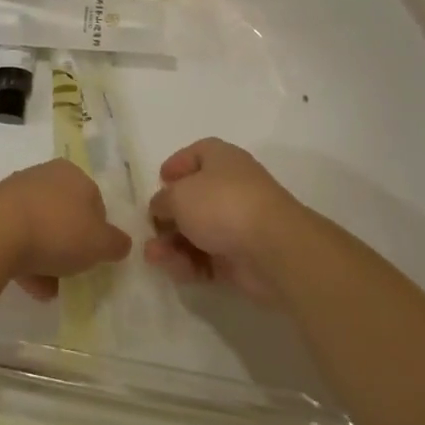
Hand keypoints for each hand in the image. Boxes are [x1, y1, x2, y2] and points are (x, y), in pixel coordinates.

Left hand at [0, 160, 130, 300]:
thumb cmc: (57, 230)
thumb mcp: (100, 243)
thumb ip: (115, 243)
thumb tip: (120, 243)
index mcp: (73, 174)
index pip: (95, 201)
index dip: (98, 231)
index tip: (94, 256)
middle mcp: (44, 175)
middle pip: (65, 215)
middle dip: (70, 246)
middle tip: (72, 273)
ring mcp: (14, 192)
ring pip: (39, 228)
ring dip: (46, 258)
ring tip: (48, 289)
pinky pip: (16, 238)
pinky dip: (24, 260)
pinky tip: (28, 285)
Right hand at [146, 138, 308, 303]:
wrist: (273, 249)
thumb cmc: (222, 205)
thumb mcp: (178, 195)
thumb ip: (162, 200)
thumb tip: (161, 207)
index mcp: (221, 159)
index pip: (198, 154)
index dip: (177, 165)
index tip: (160, 180)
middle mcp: (231, 187)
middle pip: (194, 198)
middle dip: (168, 216)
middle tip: (151, 228)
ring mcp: (238, 223)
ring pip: (198, 232)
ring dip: (173, 244)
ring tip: (154, 256)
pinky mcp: (241, 257)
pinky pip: (208, 258)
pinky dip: (190, 264)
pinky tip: (177, 271)